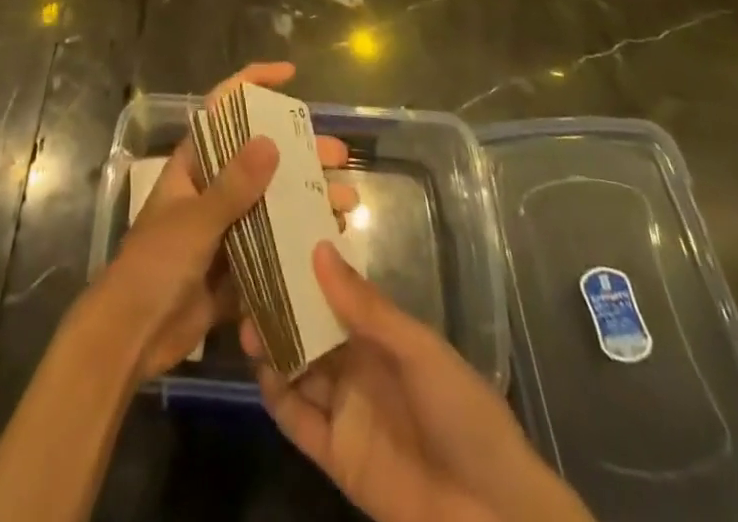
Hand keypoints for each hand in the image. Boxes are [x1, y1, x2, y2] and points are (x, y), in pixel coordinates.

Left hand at [90, 61, 355, 383]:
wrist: (132, 337)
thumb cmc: (155, 265)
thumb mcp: (195, 221)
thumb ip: (233, 185)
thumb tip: (271, 141)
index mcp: (195, 164)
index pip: (223, 108)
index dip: (253, 84)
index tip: (290, 75)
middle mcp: (213, 188)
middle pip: (261, 156)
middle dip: (300, 151)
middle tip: (339, 156)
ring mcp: (227, 227)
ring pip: (273, 201)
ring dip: (308, 197)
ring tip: (346, 202)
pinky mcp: (237, 265)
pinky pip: (274, 243)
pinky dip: (300, 239)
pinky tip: (331, 239)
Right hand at [246, 243, 594, 521]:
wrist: (495, 518)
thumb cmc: (464, 415)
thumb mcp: (418, 350)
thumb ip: (365, 306)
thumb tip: (318, 247)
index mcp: (382, 336)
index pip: (334, 295)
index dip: (304, 272)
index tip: (272, 244)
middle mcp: (358, 366)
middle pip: (309, 330)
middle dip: (279, 308)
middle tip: (245, 285)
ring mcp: (345, 411)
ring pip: (297, 369)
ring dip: (271, 347)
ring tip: (242, 321)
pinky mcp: (336, 456)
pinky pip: (298, 421)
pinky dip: (275, 397)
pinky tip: (259, 371)